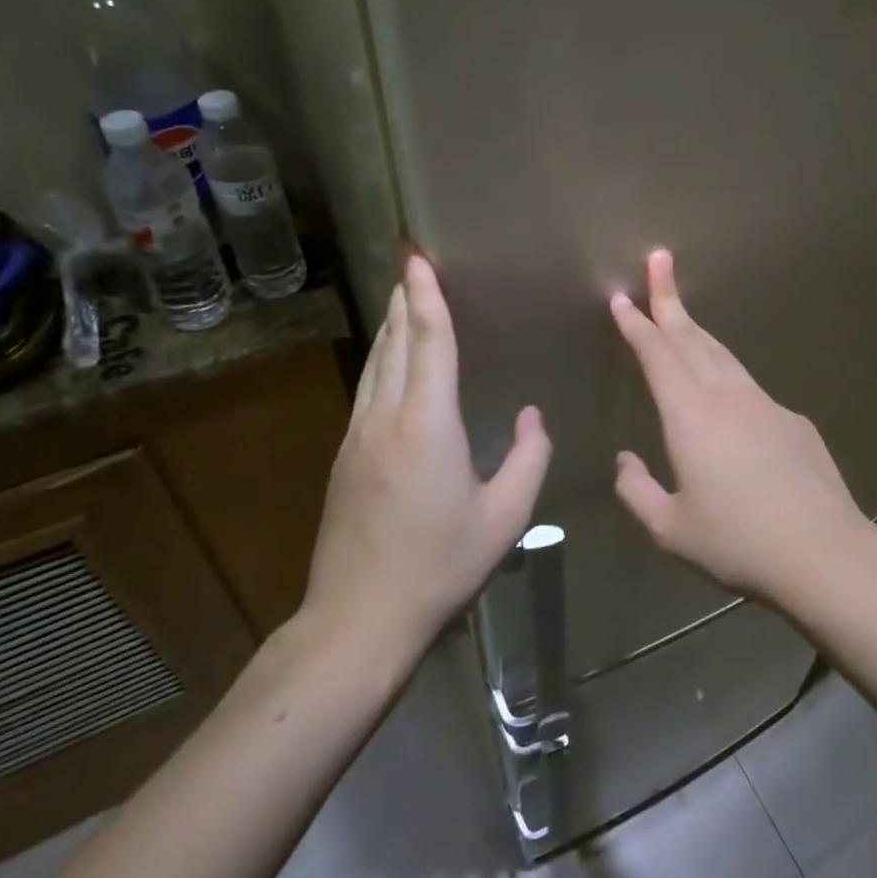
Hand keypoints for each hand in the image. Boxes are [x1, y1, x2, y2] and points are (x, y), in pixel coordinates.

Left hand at [303, 255, 552, 654]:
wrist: (358, 620)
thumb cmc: (440, 567)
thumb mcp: (505, 518)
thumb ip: (528, 459)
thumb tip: (532, 417)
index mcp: (427, 424)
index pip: (429, 342)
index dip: (427, 296)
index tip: (419, 257)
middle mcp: (386, 418)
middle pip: (394, 342)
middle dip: (404, 300)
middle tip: (410, 264)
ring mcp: (357, 437)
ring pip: (375, 365)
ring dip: (390, 327)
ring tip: (402, 300)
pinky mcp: (344, 458)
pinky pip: (367, 390)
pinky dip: (381, 360)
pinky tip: (389, 364)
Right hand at [610, 249, 866, 603]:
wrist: (824, 554)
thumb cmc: (739, 543)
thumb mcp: (671, 530)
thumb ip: (637, 493)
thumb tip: (625, 461)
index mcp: (691, 417)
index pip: (658, 356)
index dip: (638, 324)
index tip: (622, 297)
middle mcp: (727, 397)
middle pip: (692, 338)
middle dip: (669, 298)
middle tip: (659, 260)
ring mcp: (766, 404)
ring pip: (723, 356)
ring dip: (697, 332)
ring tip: (680, 316)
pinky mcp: (794, 421)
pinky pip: (750, 389)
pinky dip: (728, 376)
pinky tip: (727, 400)